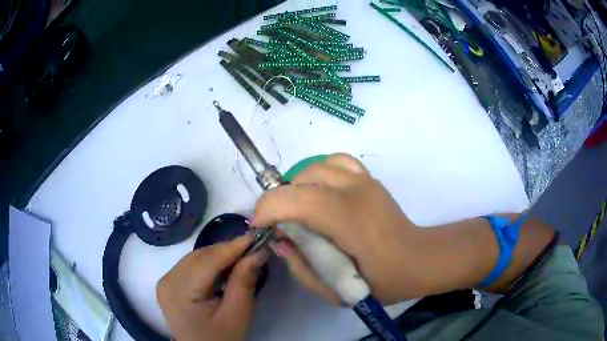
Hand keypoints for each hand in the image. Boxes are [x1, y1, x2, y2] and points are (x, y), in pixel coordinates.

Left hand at [156, 235, 267, 340]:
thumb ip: (244, 281)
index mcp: (179, 291)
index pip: (207, 261)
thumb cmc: (221, 339)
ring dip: (218, 255)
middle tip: (252, 247)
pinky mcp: (169, 284)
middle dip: (226, 250)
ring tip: (242, 256)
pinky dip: (209, 263)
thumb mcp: (237, 314)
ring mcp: (166, 281)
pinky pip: (191, 266)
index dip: (232, 247)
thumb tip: (258, 252)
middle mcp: (167, 280)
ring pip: (195, 258)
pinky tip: (225, 266)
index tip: (255, 236)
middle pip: (199, 257)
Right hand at [254, 153, 420, 303]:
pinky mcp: (369, 177)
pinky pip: (335, 162)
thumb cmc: (379, 282)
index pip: (295, 199)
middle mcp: (355, 191)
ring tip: (300, 211)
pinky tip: (321, 193)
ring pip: (314, 168)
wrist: (416, 261)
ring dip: (297, 188)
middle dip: (279, 202)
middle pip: (300, 180)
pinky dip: (320, 173)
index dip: (267, 209)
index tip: (261, 227)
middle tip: (282, 226)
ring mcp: (364, 180)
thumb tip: (280, 239)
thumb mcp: (333, 291)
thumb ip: (300, 266)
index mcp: (348, 221)